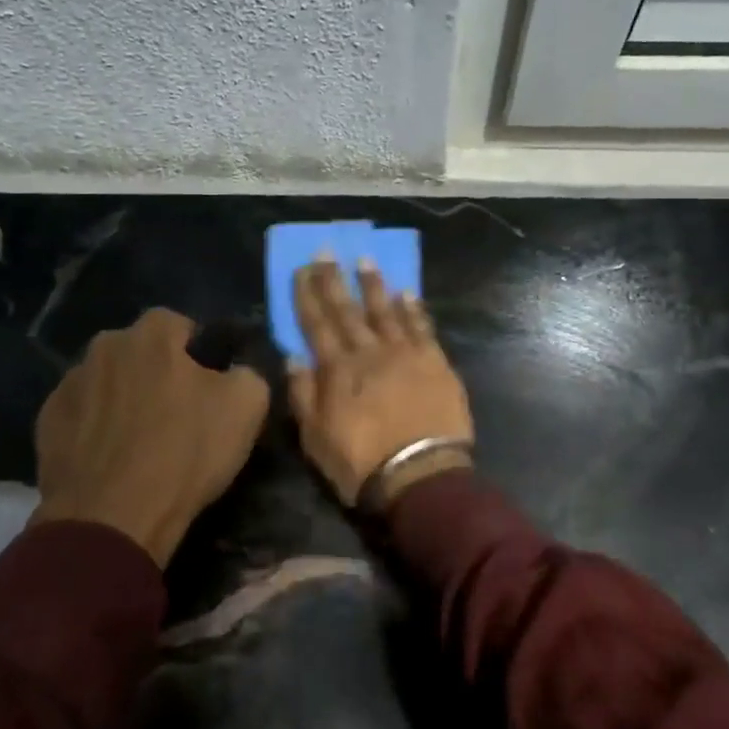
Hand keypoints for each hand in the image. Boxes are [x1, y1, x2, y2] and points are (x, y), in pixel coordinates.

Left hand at [33, 309, 269, 565]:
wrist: (112, 519)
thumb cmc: (183, 454)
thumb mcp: (247, 407)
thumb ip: (247, 372)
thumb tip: (236, 371)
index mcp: (151, 334)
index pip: (179, 324)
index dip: (197, 353)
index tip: (208, 387)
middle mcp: (104, 347)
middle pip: (139, 352)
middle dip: (156, 373)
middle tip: (176, 414)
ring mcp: (68, 384)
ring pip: (107, 383)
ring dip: (123, 400)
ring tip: (140, 442)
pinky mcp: (46, 423)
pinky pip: (81, 415)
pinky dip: (94, 429)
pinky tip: (110, 460)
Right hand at [287, 259, 474, 507]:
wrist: (420, 477)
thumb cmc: (360, 463)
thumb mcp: (315, 437)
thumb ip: (303, 394)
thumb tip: (293, 356)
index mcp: (337, 370)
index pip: (316, 324)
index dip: (307, 295)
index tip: (302, 269)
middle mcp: (369, 352)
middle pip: (348, 310)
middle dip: (335, 280)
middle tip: (327, 251)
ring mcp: (405, 354)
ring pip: (385, 311)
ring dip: (374, 285)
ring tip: (365, 260)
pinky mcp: (435, 362)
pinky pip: (422, 327)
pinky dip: (413, 308)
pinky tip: (407, 292)